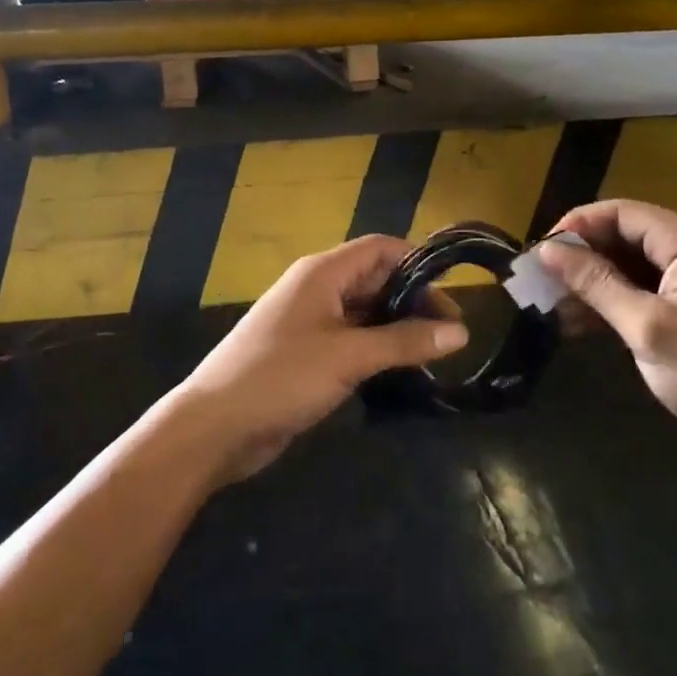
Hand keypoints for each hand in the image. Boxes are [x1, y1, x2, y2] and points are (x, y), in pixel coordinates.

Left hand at [174, 235, 468, 484]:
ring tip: (436, 355)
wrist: (215, 426)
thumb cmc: (281, 377)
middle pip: (375, 280)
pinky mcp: (307, 354)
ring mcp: (311, 322)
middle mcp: (317, 289)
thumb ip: (404, 342)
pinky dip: (378, 349)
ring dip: (398, 328)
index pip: (381, 249)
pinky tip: (402, 372)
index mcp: (323, 273)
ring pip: (365, 313)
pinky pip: (352, 340)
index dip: (418, 263)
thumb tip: (461, 331)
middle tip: (451, 334)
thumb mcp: (348, 356)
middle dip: (413, 300)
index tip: (453, 294)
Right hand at [535, 201, 676, 469]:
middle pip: (626, 235)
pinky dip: (618, 300)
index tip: (537, 255)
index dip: (575, 227)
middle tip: (541, 286)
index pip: (619, 212)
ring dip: (596, 283)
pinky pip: (650, 286)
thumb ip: (596, 283)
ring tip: (555, 310)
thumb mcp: (647, 329)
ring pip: (634, 263)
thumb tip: (547, 249)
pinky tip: (585, 324)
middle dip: (582, 259)